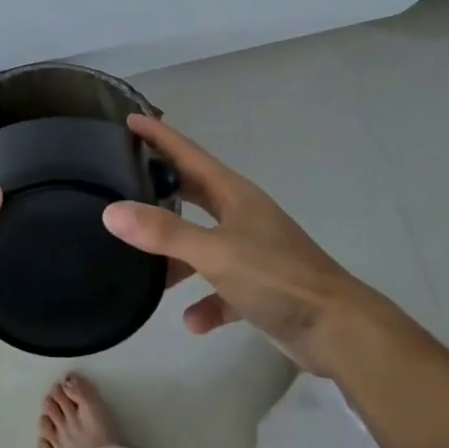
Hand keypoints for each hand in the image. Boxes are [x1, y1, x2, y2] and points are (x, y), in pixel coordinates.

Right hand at [101, 115, 376, 371]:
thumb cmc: (276, 277)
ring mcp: (253, 251)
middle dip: (162, 187)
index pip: (189, 154)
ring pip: (204, 243)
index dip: (160, 135)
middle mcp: (242, 216)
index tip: (130, 118)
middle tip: (123, 179)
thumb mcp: (214, 252)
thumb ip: (163, 232)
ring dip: (177, 255)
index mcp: (234, 195)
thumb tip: (111, 212)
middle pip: (194, 193)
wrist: (337, 329)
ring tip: (143, 266)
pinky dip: (207, 302)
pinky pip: (222, 288)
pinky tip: (192, 320)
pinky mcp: (261, 287)